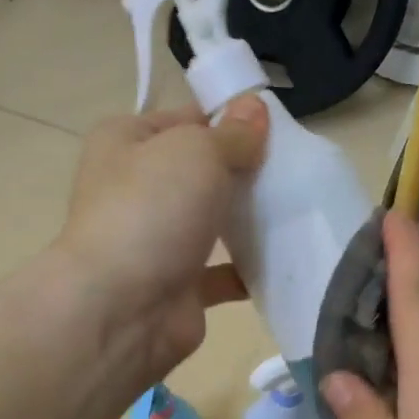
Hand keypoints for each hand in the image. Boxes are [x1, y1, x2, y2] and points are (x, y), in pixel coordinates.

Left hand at [56, 96, 267, 382]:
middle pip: (200, 173)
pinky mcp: (178, 287)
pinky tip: (283, 260)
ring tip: (295, 212)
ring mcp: (155, 242)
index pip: (184, 121)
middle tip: (291, 172)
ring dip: (247, 221)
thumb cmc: (151, 211)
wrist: (122, 309)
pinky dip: (248, 270)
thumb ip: (232, 134)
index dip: (227, 121)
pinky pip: (221, 274)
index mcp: (125, 143)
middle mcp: (135, 190)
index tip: (272, 130)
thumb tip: (254, 108)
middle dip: (243, 173)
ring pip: (210, 223)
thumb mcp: (196, 152)